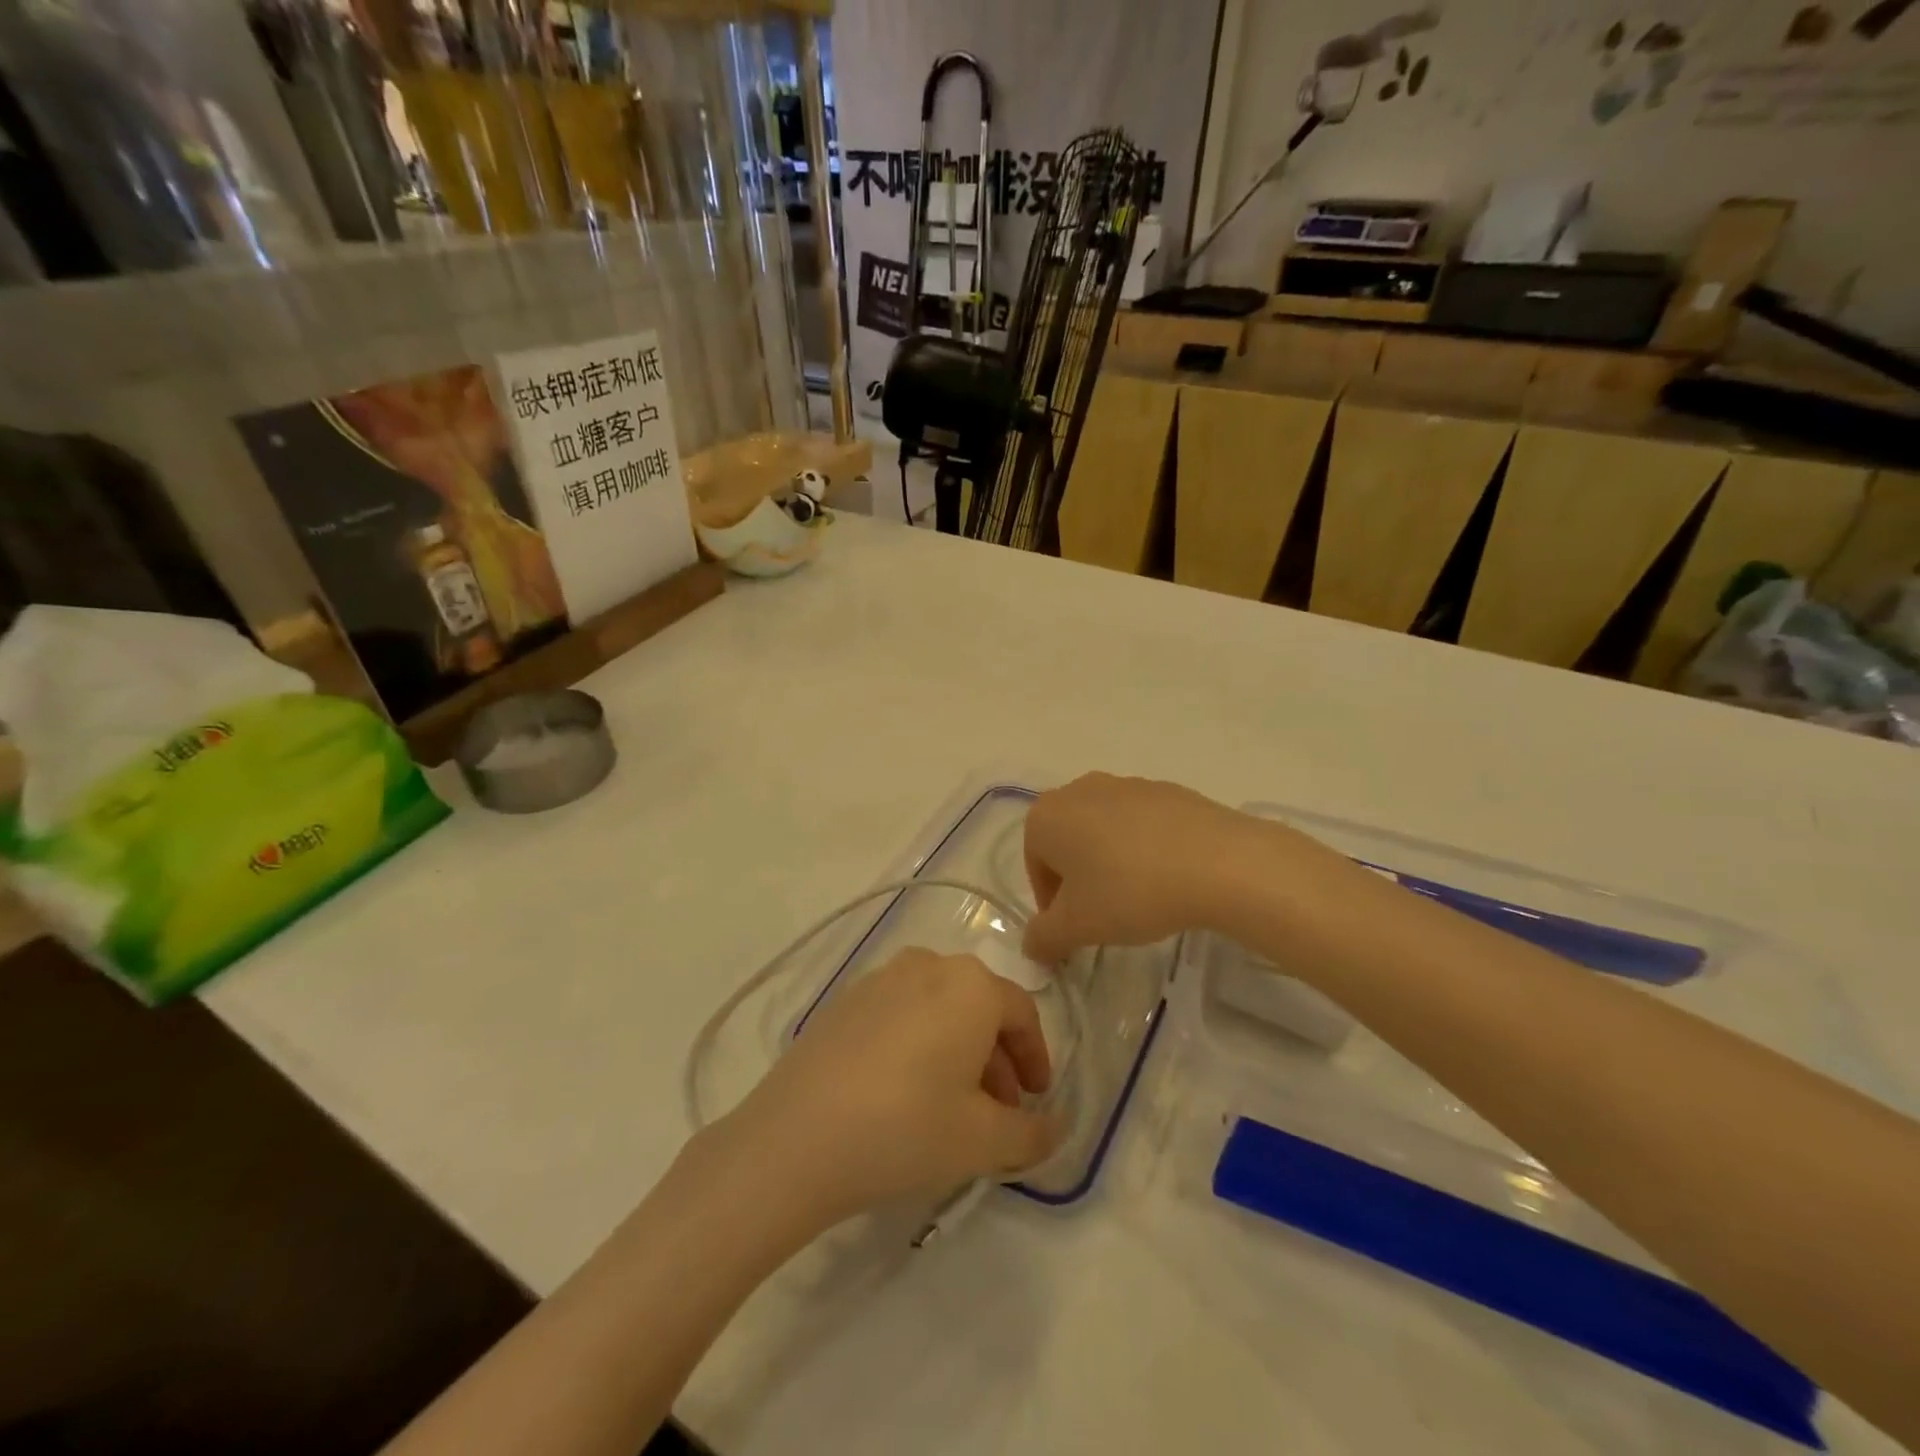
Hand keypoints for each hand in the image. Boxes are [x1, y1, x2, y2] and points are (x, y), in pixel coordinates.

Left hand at [715, 950, 1061, 1231]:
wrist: (796, 1137)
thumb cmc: (906, 1127)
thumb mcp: (983, 1141)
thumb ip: (1031, 1133)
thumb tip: (1055, 1128)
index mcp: (971, 985)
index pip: (1022, 1014)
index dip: (1036, 1059)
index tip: (1035, 1100)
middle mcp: (929, 964)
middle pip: (980, 1008)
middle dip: (997, 1060)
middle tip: (997, 1112)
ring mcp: (881, 978)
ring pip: (939, 1009)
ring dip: (958, 1051)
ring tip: (951, 1107)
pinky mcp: (845, 999)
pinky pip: (901, 1013)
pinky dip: (918, 1044)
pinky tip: (903, 1092)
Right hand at [1023, 773, 1259, 962]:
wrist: (1217, 862)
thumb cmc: (1130, 891)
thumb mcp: (1077, 927)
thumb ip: (1043, 939)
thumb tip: (1032, 946)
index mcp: (1046, 816)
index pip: (1035, 866)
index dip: (1051, 904)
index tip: (1076, 930)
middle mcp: (1079, 790)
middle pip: (1067, 844)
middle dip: (1079, 880)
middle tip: (1104, 916)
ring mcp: (1124, 784)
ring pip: (1103, 832)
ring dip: (1111, 864)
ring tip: (1139, 899)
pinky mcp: (1165, 789)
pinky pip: (1141, 825)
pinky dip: (1144, 849)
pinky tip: (1167, 878)